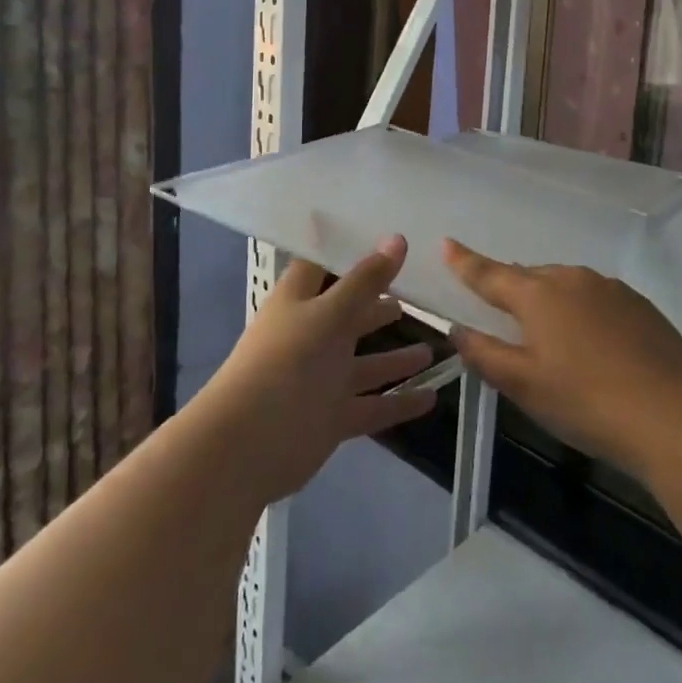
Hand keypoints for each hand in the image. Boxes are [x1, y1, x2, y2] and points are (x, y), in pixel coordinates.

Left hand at [198, 235, 437, 507]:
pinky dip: (399, 403)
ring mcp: (320, 379)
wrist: (247, 445)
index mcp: (299, 301)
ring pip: (365, 364)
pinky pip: (372, 406)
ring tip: (434, 348)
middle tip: (418, 293)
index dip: (347, 252)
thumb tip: (398, 239)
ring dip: (396, 358)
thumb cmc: (287, 361)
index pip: (321, 266)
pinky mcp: (331, 417)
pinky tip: (432, 397)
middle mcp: (310, 336)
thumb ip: (367, 280)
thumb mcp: (331, 313)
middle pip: (349, 315)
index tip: (382, 237)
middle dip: (379, 305)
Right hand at [443, 239, 681, 481]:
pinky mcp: (639, 304)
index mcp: (538, 295)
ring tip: (549, 330)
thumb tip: (458, 330)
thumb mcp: (524, 385)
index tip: (447, 243)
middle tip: (502, 307)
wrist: (670, 413)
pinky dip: (584, 310)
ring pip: (567, 285)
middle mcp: (572, 279)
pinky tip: (593, 341)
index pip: (490, 274)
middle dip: (512, 287)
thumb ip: (485, 354)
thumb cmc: (585, 401)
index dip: (465, 261)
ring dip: (551, 299)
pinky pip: (598, 297)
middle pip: (530, 277)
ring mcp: (610, 288)